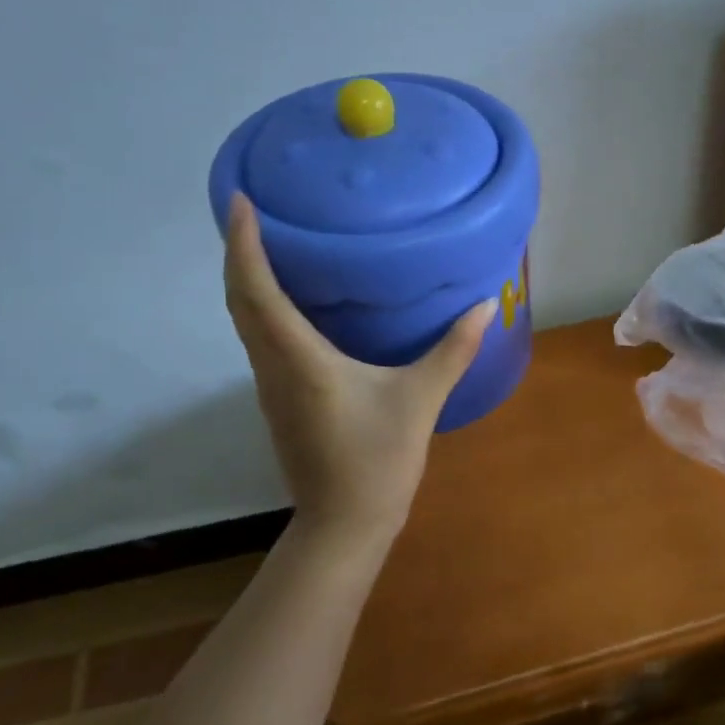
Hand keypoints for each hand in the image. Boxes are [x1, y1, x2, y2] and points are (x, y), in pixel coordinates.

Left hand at [223, 194, 494, 541]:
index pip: (258, 292)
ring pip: (245, 322)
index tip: (242, 202)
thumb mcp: (421, 400)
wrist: (344, 523)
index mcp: (300, 360)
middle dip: (238, 253)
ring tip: (268, 244)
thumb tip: (485, 305)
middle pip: (239, 301)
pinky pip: (260, 340)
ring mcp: (271, 387)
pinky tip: (291, 302)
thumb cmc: (379, 459)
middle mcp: (273, 367)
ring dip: (247, 280)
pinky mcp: (280, 400)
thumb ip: (453, 350)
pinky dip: (262, 307)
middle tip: (254, 211)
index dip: (245, 245)